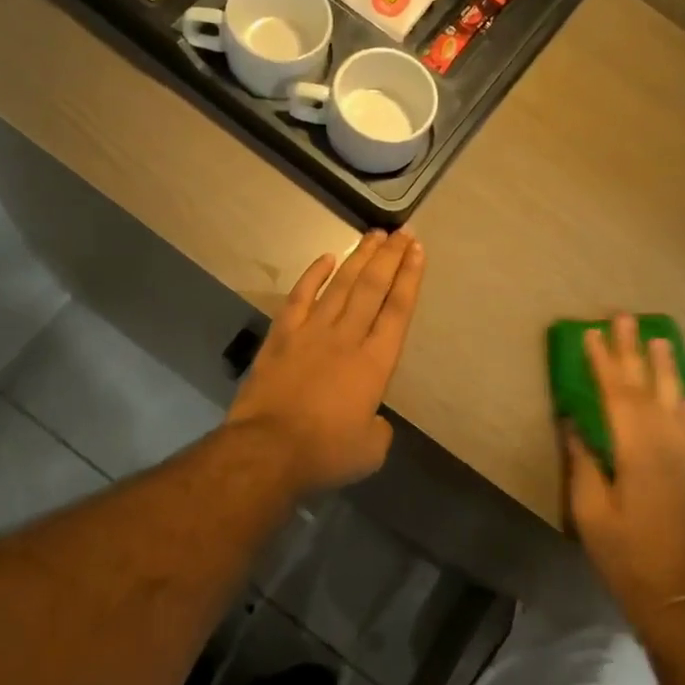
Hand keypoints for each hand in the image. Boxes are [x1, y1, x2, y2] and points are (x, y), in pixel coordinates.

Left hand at [227, 229, 426, 496]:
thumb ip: (378, 428)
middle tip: (402, 231)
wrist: (267, 450)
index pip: (398, 309)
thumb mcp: (370, 450)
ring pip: (341, 285)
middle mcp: (347, 337)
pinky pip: (300, 296)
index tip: (417, 250)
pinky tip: (326, 258)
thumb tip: (371, 419)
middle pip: (373, 288)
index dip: (410, 277)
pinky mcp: (282, 336)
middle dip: (390, 257)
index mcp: (375, 363)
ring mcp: (312, 332)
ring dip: (359, 258)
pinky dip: (314, 274)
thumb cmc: (325, 452)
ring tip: (374, 235)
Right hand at [564, 315, 684, 631]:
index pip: (616, 394)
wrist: (681, 598)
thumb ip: (584, 463)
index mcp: (638, 450)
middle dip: (634, 351)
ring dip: (667, 368)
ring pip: (677, 401)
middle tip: (626, 317)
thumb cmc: (626, 555)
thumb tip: (573, 424)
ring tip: (661, 339)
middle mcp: (668, 444)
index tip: (590, 333)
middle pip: (648, 387)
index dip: (602, 362)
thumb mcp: (591, 511)